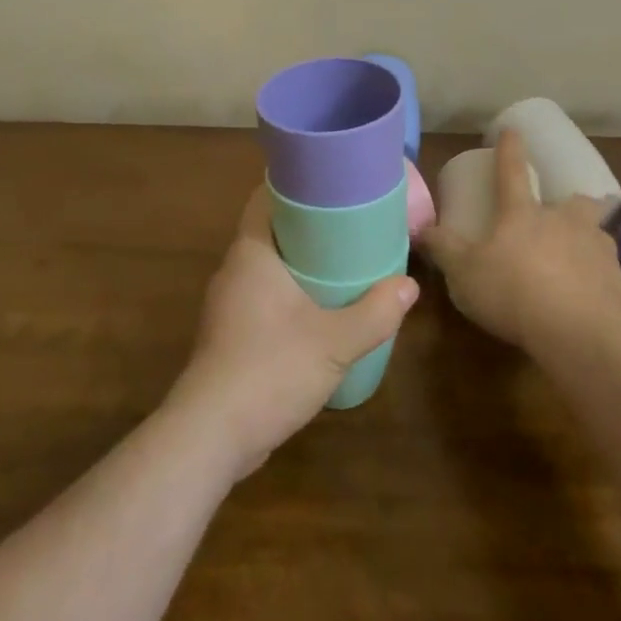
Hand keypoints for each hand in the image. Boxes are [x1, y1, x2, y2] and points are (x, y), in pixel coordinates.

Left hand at [170, 186, 417, 477]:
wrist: (211, 435)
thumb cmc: (270, 369)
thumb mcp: (335, 342)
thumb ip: (375, 313)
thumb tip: (409, 285)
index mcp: (252, 253)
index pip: (265, 198)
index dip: (296, 185)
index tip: (332, 185)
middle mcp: (235, 270)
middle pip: (272, 231)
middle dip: (309, 227)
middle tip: (351, 225)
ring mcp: (229, 305)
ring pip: (269, 268)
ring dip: (301, 265)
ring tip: (344, 265)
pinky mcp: (230, 335)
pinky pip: (264, 298)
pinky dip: (291, 295)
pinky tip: (320, 312)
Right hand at [419, 129, 620, 354]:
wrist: (580, 333)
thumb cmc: (512, 292)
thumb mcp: (464, 272)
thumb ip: (443, 249)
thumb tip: (420, 228)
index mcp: (523, 215)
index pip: (512, 172)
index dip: (509, 149)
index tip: (512, 130)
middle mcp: (565, 224)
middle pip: (578, 202)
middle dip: (576, 202)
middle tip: (568, 213)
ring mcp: (598, 252)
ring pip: (599, 237)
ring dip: (589, 243)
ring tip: (579, 262)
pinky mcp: (620, 286)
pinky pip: (609, 280)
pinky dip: (601, 286)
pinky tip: (592, 305)